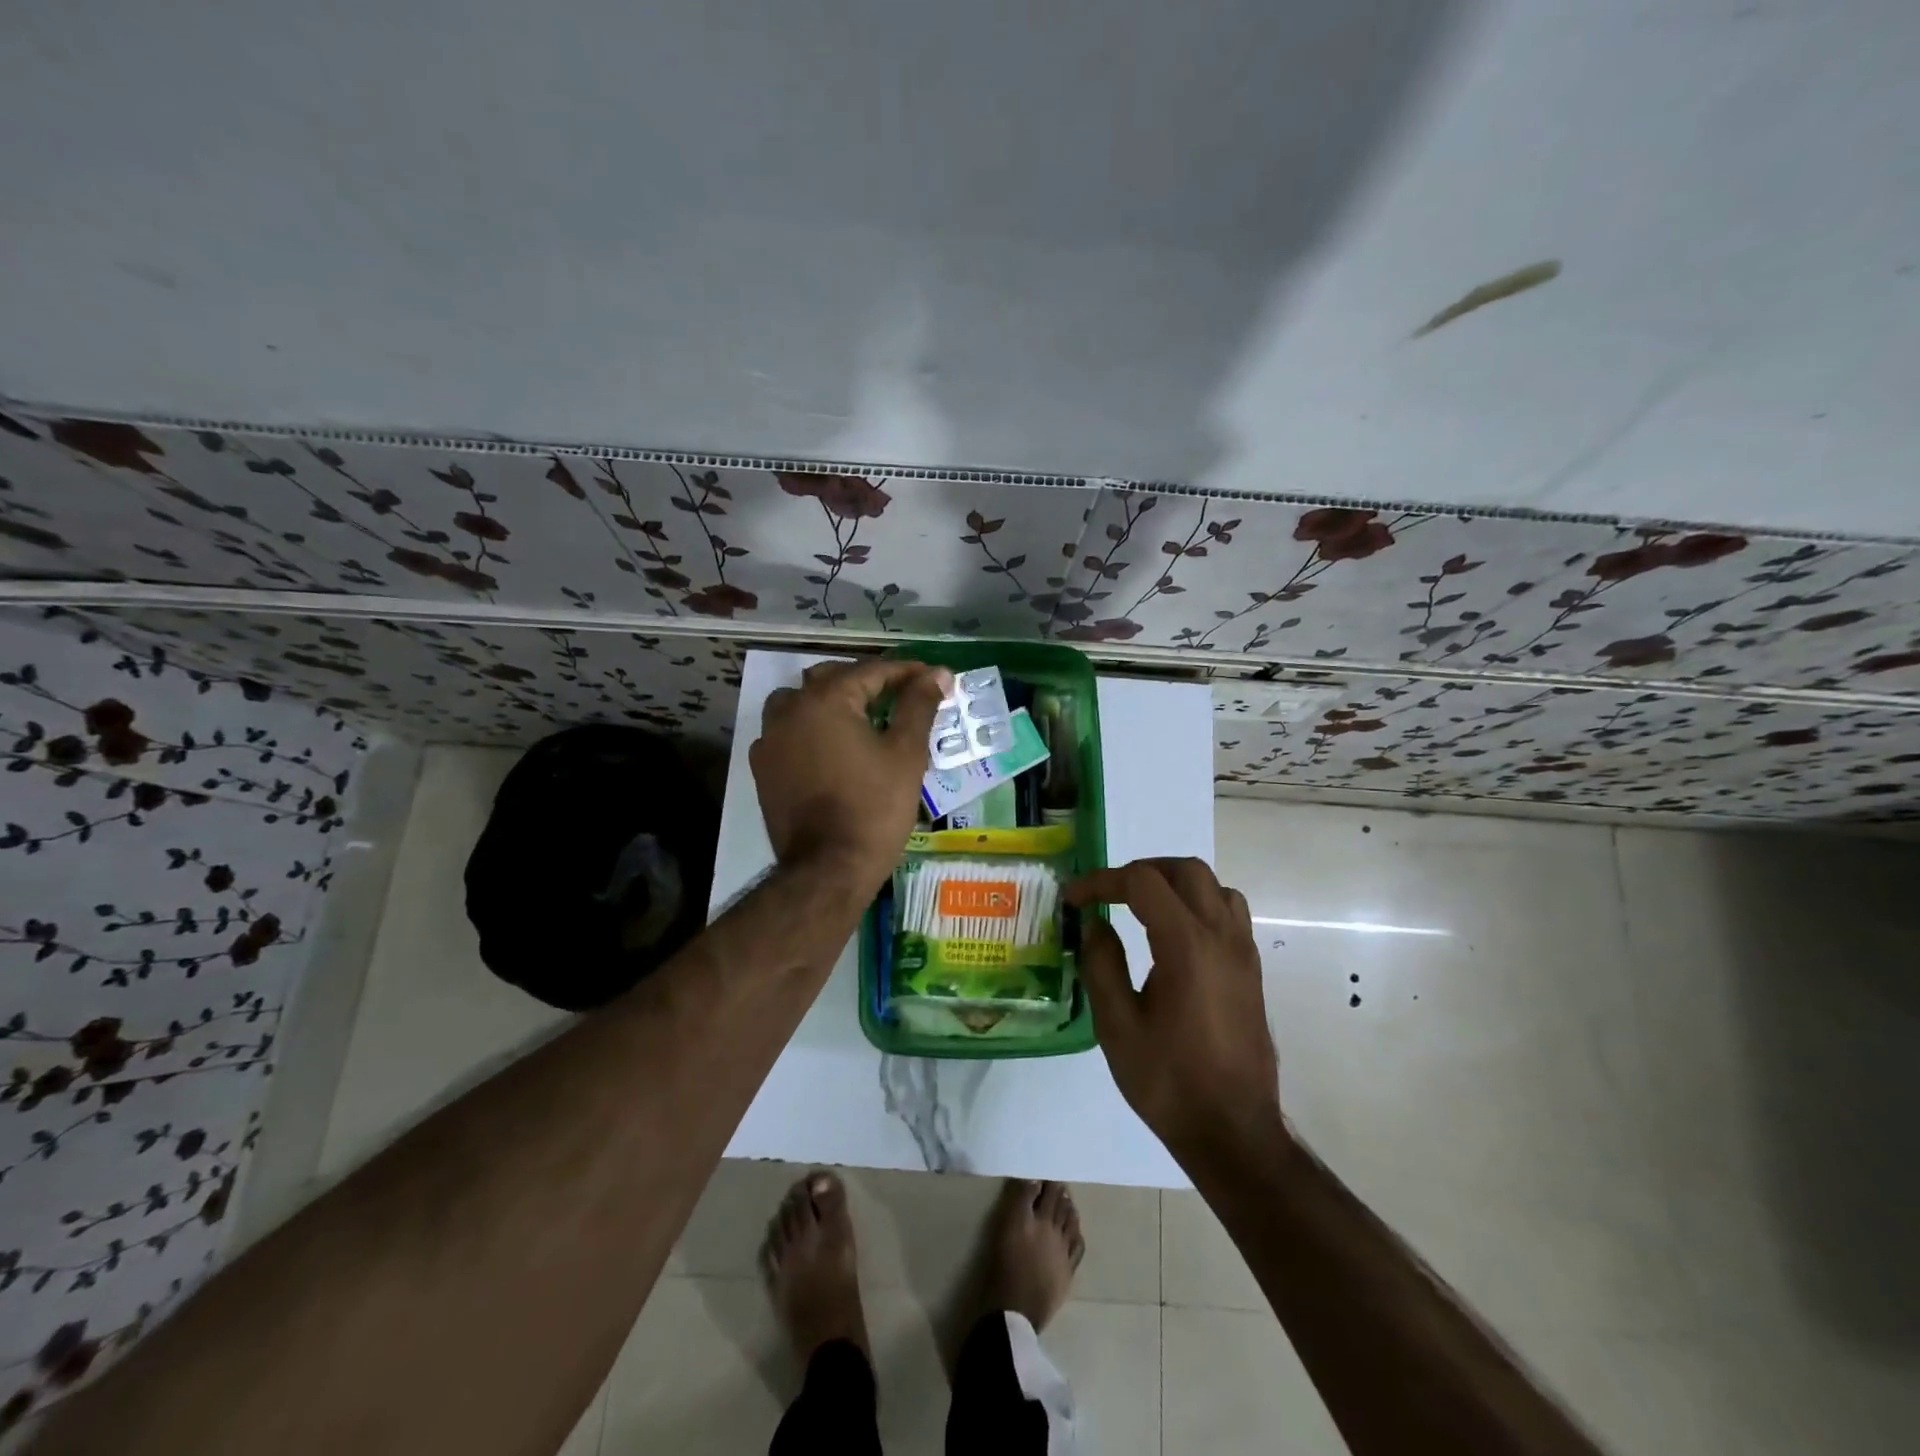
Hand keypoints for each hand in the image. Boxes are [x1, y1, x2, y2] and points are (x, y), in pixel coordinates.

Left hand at [750, 658, 951, 891]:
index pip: (871, 671)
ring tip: (858, 717)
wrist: (828, 868)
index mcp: (826, 699)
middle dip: (866, 682)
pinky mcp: (762, 768)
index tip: (933, 679)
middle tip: (899, 696)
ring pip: (800, 702)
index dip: (906, 672)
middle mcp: (790, 709)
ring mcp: (769, 739)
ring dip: (829, 701)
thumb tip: (937, 674)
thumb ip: (919, 706)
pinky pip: (785, 733)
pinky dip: (808, 730)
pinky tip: (828, 748)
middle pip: (830, 679)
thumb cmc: (875, 807)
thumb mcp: (906, 753)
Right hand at [1067, 859, 1285, 1168]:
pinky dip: (1199, 903)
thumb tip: (1095, 924)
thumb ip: (1102, 964)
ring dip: (1175, 883)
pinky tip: (1175, 935)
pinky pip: (1230, 912)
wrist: (1233, 1131)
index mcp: (1187, 946)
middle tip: (1109, 893)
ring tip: (1142, 905)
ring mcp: (1243, 952)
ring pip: (1215, 886)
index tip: (1074, 899)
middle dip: (1142, 870)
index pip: (1142, 882)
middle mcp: (1222, 937)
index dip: (1102, 881)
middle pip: (1186, 870)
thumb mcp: (1117, 1026)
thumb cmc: (1169, 1081)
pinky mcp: (1252, 970)